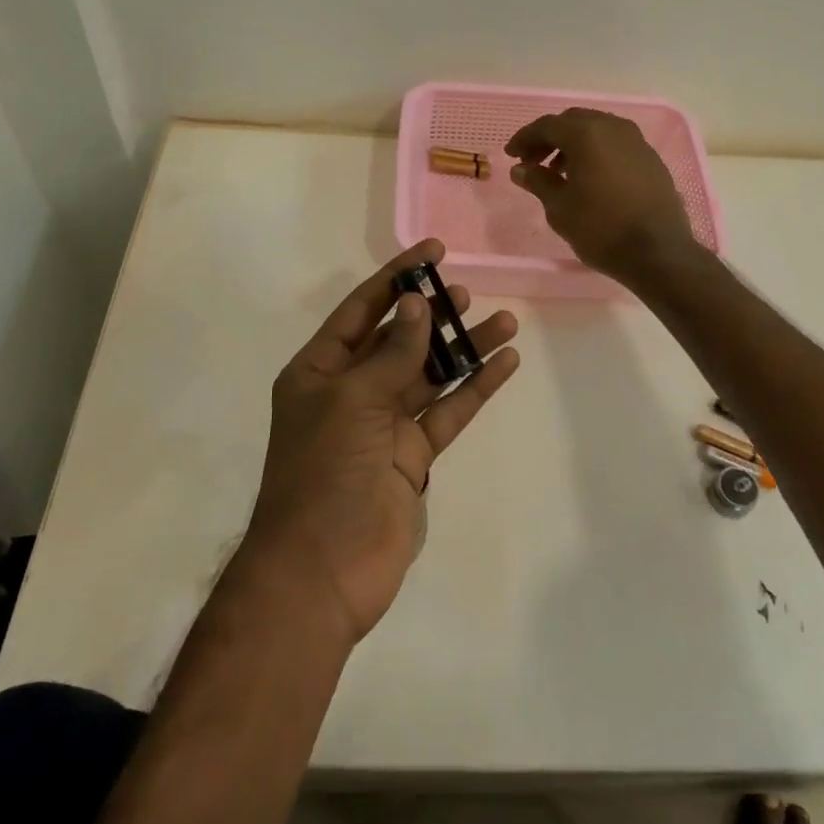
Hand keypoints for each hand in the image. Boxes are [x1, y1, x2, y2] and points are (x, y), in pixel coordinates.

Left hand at [250, 240, 519, 643]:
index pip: (362, 310)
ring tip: (503, 321)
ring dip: (463, 349)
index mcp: (319, 371)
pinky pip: (446, 413)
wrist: (322, 571)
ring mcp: (383, 425)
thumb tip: (418, 303)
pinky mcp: (412, 457)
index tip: (433, 252)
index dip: (396, 278)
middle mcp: (349, 391)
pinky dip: (474, 389)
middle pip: (398, 339)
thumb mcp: (353, 399)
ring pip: (429, 375)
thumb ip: (392, 352)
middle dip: (432, 313)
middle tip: (466, 291)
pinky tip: (504, 363)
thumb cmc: (325, 471)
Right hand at [505, 109, 697, 283]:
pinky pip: (615, 144)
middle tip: (533, 161)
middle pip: (573, 121)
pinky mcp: (651, 158)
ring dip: (573, 145)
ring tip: (559, 172)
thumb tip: (520, 169)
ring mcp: (636, 141)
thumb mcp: (559, 207)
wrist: (658, 252)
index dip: (525, 138)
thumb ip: (538, 181)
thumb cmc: (601, 228)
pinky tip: (589, 178)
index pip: (547, 125)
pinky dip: (596, 152)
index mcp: (587, 134)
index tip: (511, 156)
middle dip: (550, 138)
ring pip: (597, 130)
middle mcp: (613, 128)